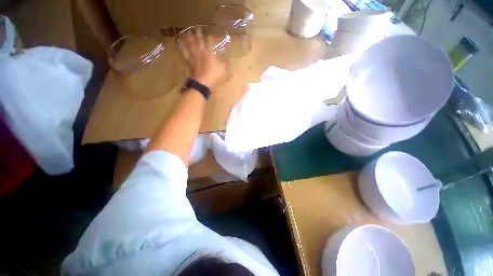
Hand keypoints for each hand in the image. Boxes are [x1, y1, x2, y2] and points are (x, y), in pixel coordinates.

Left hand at [181, 29, 228, 90]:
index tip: (211, 34)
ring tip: (187, 32)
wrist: (202, 84)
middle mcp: (201, 52)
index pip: (209, 42)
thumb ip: (226, 65)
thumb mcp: (224, 72)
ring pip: (190, 45)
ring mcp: (194, 56)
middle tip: (197, 28)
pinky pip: (185, 53)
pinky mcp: (189, 62)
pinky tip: (180, 44)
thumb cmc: (214, 77)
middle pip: (199, 40)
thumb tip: (228, 62)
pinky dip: (182, 48)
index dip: (210, 37)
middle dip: (198, 34)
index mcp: (209, 53)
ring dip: (189, 38)